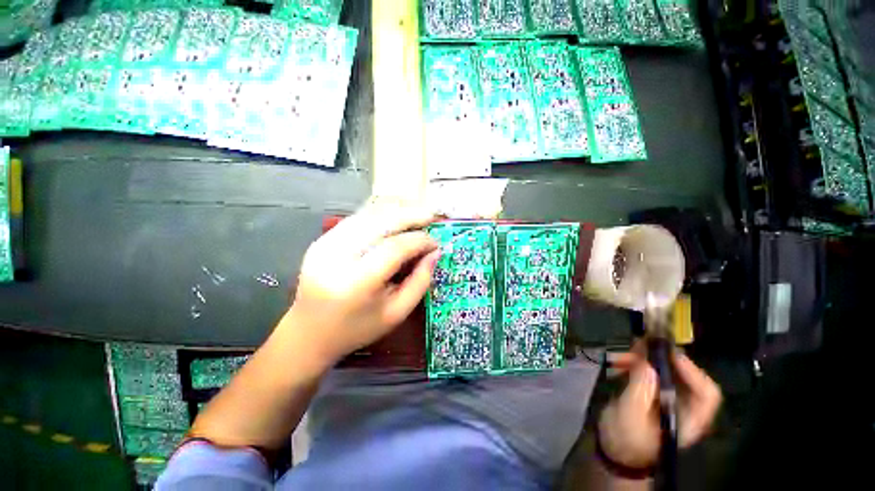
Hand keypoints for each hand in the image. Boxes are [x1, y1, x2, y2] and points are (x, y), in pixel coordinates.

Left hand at [284, 201, 439, 364]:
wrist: (309, 332)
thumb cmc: (357, 328)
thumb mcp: (397, 313)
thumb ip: (420, 282)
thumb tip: (435, 252)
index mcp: (356, 283)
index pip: (395, 248)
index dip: (419, 240)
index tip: (436, 242)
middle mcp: (337, 256)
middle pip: (380, 222)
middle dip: (410, 215)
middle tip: (432, 215)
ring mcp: (325, 244)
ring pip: (368, 215)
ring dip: (396, 210)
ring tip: (418, 212)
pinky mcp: (322, 239)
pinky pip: (357, 218)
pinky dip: (380, 213)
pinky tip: (396, 215)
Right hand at [598, 344, 721, 468]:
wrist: (614, 451)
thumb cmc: (626, 439)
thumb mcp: (630, 414)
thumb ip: (640, 389)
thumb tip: (647, 363)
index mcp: (689, 418)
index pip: (706, 393)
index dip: (692, 371)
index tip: (667, 353)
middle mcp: (685, 407)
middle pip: (684, 376)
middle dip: (660, 359)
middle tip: (639, 345)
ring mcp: (668, 400)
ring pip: (664, 372)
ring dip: (643, 359)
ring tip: (620, 356)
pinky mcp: (652, 394)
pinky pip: (649, 373)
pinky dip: (635, 364)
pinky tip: (618, 362)